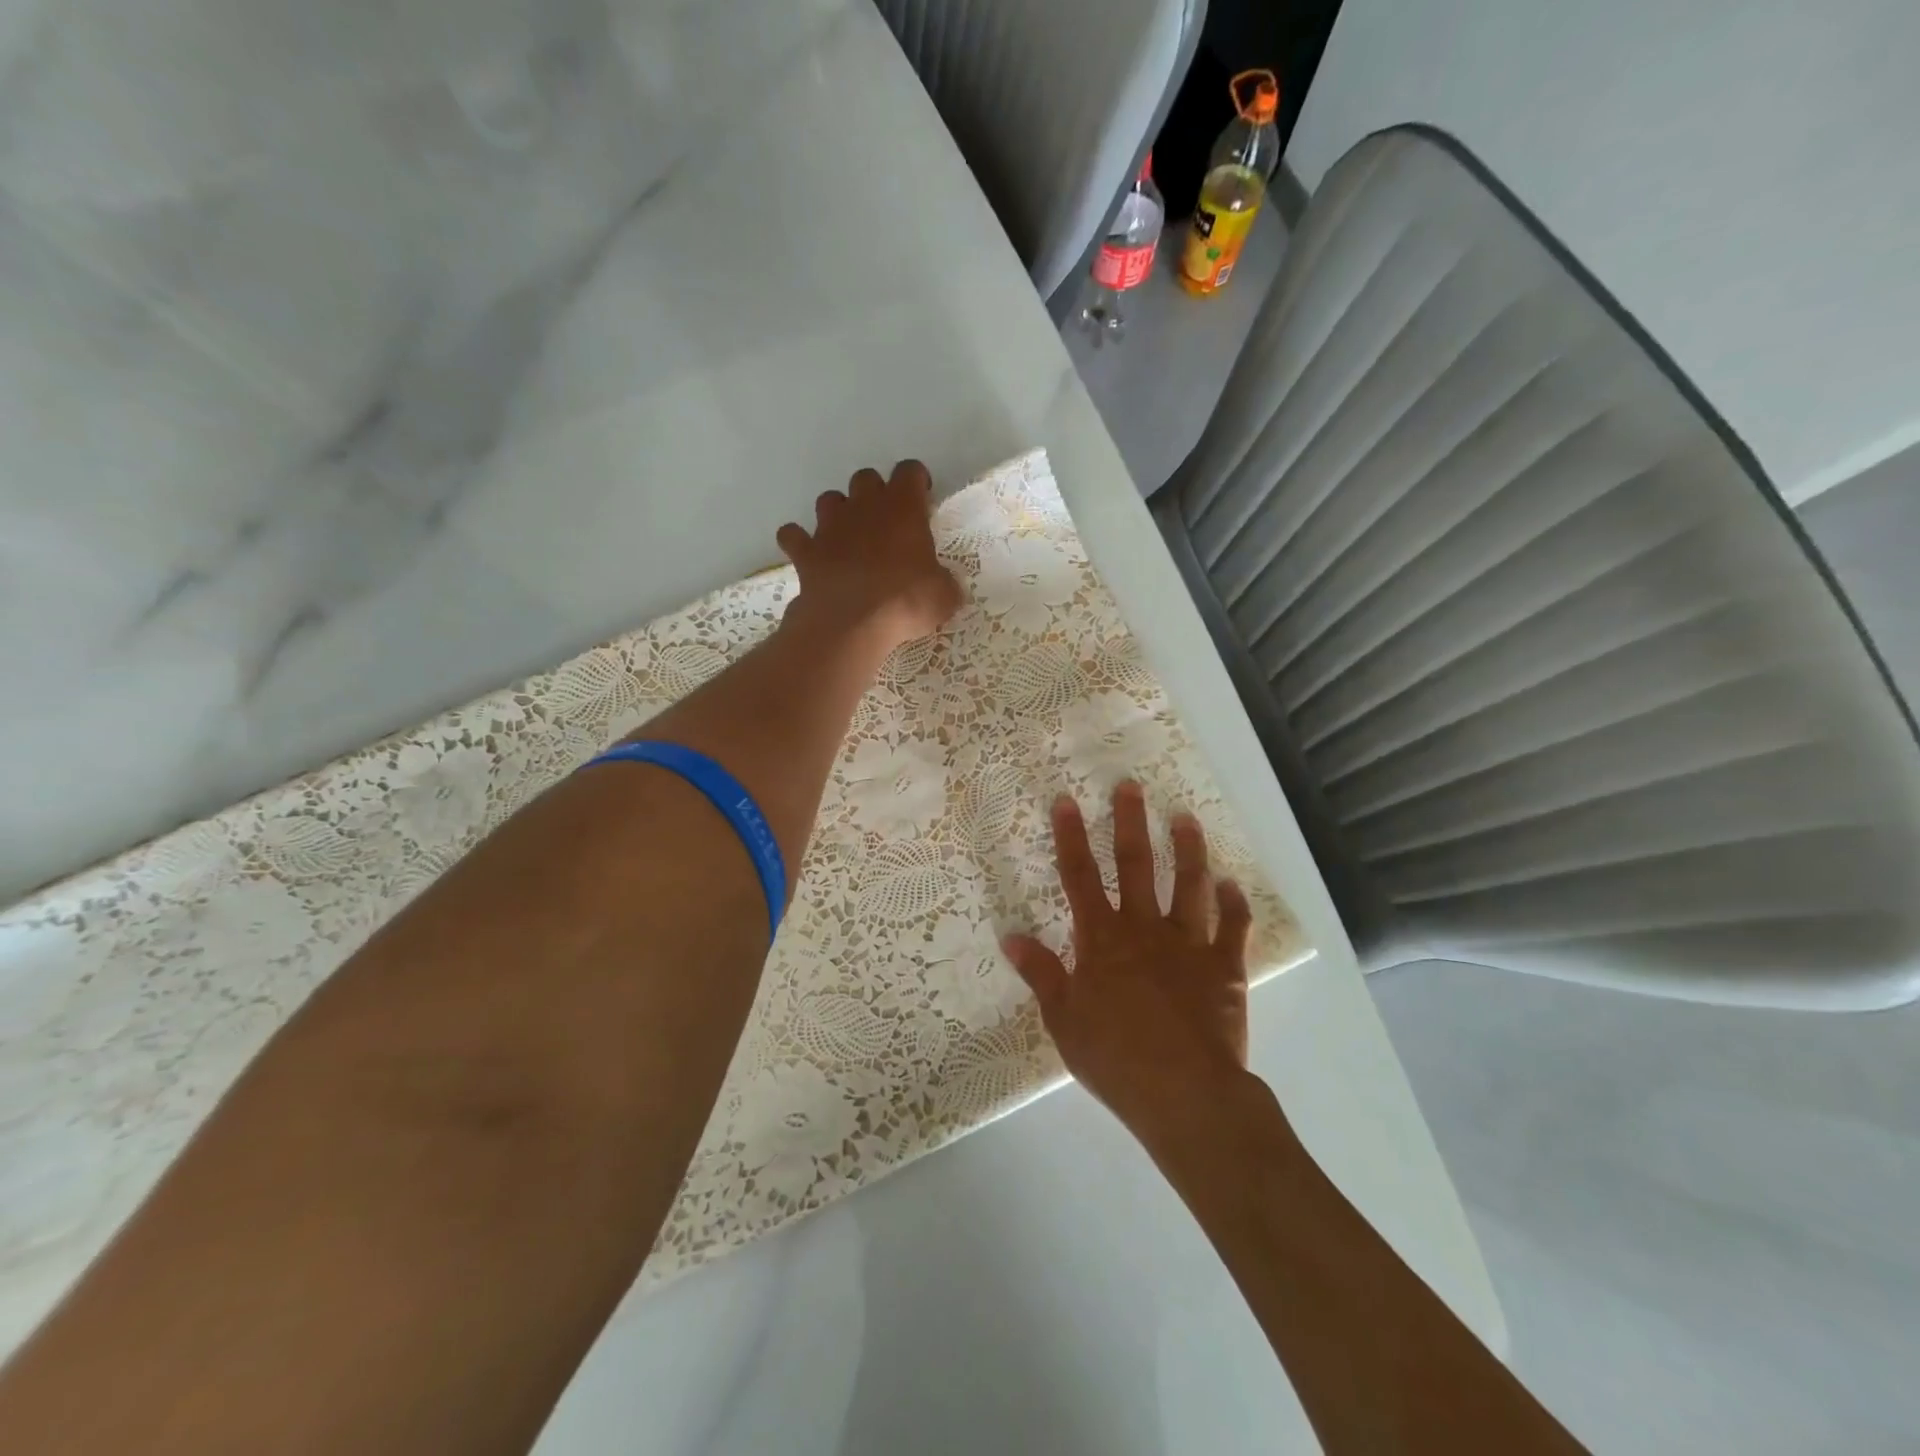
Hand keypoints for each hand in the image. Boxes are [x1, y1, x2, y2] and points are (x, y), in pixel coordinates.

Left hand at [776, 460, 963, 656]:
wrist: (852, 623)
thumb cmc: (905, 601)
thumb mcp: (944, 596)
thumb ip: (944, 582)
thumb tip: (944, 586)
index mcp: (902, 507)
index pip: (909, 471)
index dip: (916, 481)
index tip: (922, 499)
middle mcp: (864, 506)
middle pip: (866, 479)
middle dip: (875, 494)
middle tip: (886, 523)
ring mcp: (829, 527)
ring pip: (829, 499)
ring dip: (838, 512)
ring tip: (849, 536)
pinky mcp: (805, 551)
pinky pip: (793, 535)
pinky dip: (799, 540)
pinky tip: (808, 553)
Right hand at [1003, 781, 1253, 1144]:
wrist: (1184, 1094)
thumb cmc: (1115, 1058)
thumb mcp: (1063, 1019)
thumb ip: (1041, 973)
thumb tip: (1011, 936)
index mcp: (1102, 939)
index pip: (1080, 876)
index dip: (1071, 836)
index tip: (1066, 801)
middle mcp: (1144, 929)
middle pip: (1136, 866)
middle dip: (1130, 823)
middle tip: (1130, 786)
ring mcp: (1188, 944)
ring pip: (1189, 885)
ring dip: (1188, 850)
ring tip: (1185, 818)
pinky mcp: (1225, 967)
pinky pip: (1233, 928)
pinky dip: (1234, 905)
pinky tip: (1231, 885)